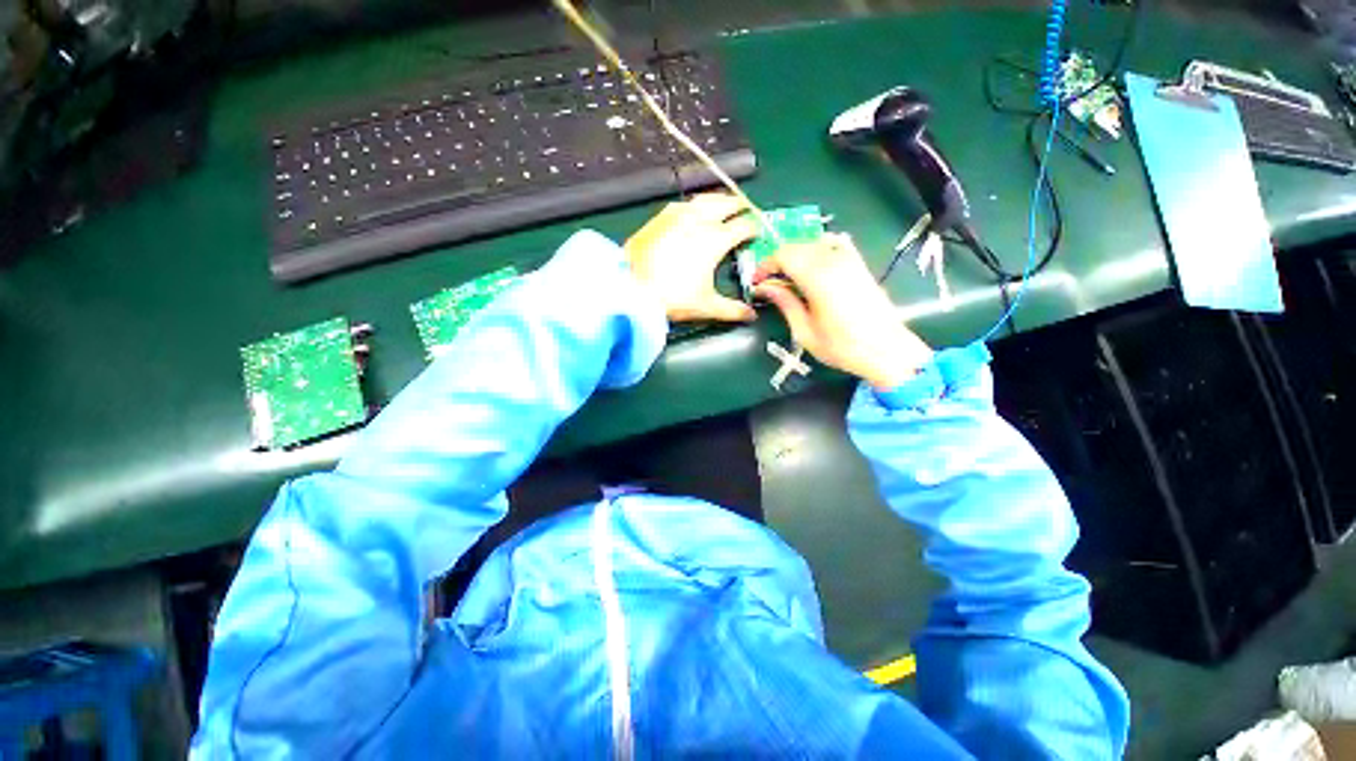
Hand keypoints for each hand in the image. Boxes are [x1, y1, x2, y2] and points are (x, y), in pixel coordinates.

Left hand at [625, 193, 759, 323]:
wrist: (631, 289)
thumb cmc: (672, 297)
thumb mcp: (706, 306)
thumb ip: (732, 310)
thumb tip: (751, 315)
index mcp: (714, 240)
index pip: (743, 226)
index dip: (753, 228)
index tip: (757, 232)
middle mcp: (698, 221)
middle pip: (726, 204)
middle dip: (739, 205)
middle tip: (745, 209)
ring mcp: (677, 216)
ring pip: (704, 199)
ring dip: (718, 200)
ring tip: (723, 204)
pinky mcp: (659, 218)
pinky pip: (683, 204)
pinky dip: (694, 205)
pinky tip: (692, 211)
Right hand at [753, 233, 932, 388]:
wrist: (886, 351)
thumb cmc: (842, 347)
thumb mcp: (805, 331)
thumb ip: (785, 303)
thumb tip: (765, 287)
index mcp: (819, 279)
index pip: (783, 255)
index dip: (765, 265)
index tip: (757, 281)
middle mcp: (835, 261)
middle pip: (797, 246)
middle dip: (777, 260)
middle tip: (768, 281)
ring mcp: (850, 260)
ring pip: (814, 242)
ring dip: (796, 255)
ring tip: (787, 277)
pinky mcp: (860, 264)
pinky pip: (834, 243)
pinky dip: (817, 249)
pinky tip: (812, 264)